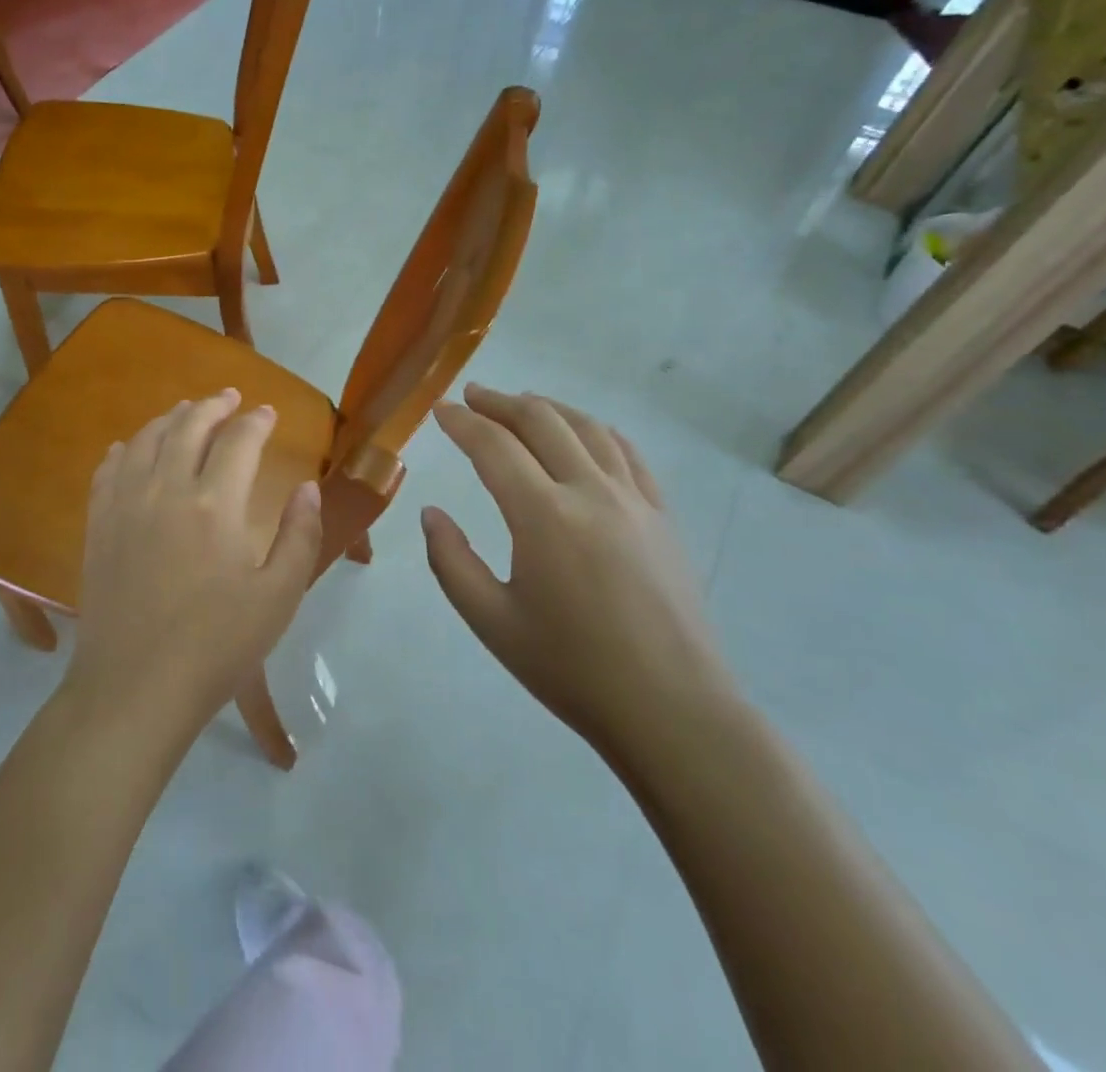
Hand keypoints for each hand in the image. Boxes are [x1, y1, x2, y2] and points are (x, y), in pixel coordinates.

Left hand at [67, 389, 323, 739]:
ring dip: (171, 418)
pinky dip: (125, 448)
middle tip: (230, 397)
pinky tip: (131, 446)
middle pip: (189, 426)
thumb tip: (308, 487)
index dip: (256, 421)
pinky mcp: (98, 525)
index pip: (239, 440)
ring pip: (146, 439)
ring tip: (186, 411)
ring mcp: (125, 504)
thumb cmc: (216, 647)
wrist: (134, 688)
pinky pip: (109, 469)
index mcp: (214, 504)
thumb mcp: (278, 597)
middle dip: (213, 405)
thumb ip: (299, 535)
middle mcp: (166, 489)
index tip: (268, 413)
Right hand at [421, 384, 735, 756]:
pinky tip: (585, 433)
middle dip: (499, 403)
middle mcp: (590, 492)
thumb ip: (451, 561)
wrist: (673, 710)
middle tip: (471, 396)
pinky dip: (596, 431)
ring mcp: (634, 500)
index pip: (493, 446)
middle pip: (541, 422)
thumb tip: (432, 513)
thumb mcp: (491, 622)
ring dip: (547, 408)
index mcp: (543, 516)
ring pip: (587, 429)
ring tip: (521, 403)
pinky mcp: (662, 516)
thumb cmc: (572, 669)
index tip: (439, 410)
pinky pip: (628, 454)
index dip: (461, 422)